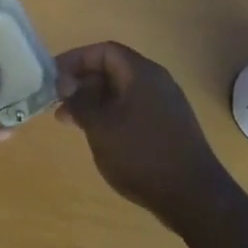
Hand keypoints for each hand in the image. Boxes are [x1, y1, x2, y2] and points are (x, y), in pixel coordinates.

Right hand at [55, 42, 233, 222]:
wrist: (194, 196)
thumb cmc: (141, 155)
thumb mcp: (101, 126)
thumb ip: (80, 101)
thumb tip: (66, 85)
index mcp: (141, 73)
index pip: (104, 51)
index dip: (76, 59)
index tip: (53, 78)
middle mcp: (156, 81)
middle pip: (113, 68)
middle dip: (82, 82)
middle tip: (58, 103)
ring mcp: (165, 104)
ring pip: (122, 91)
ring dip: (94, 101)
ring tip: (71, 122)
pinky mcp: (169, 125)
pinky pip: (133, 108)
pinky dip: (111, 114)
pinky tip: (98, 134)